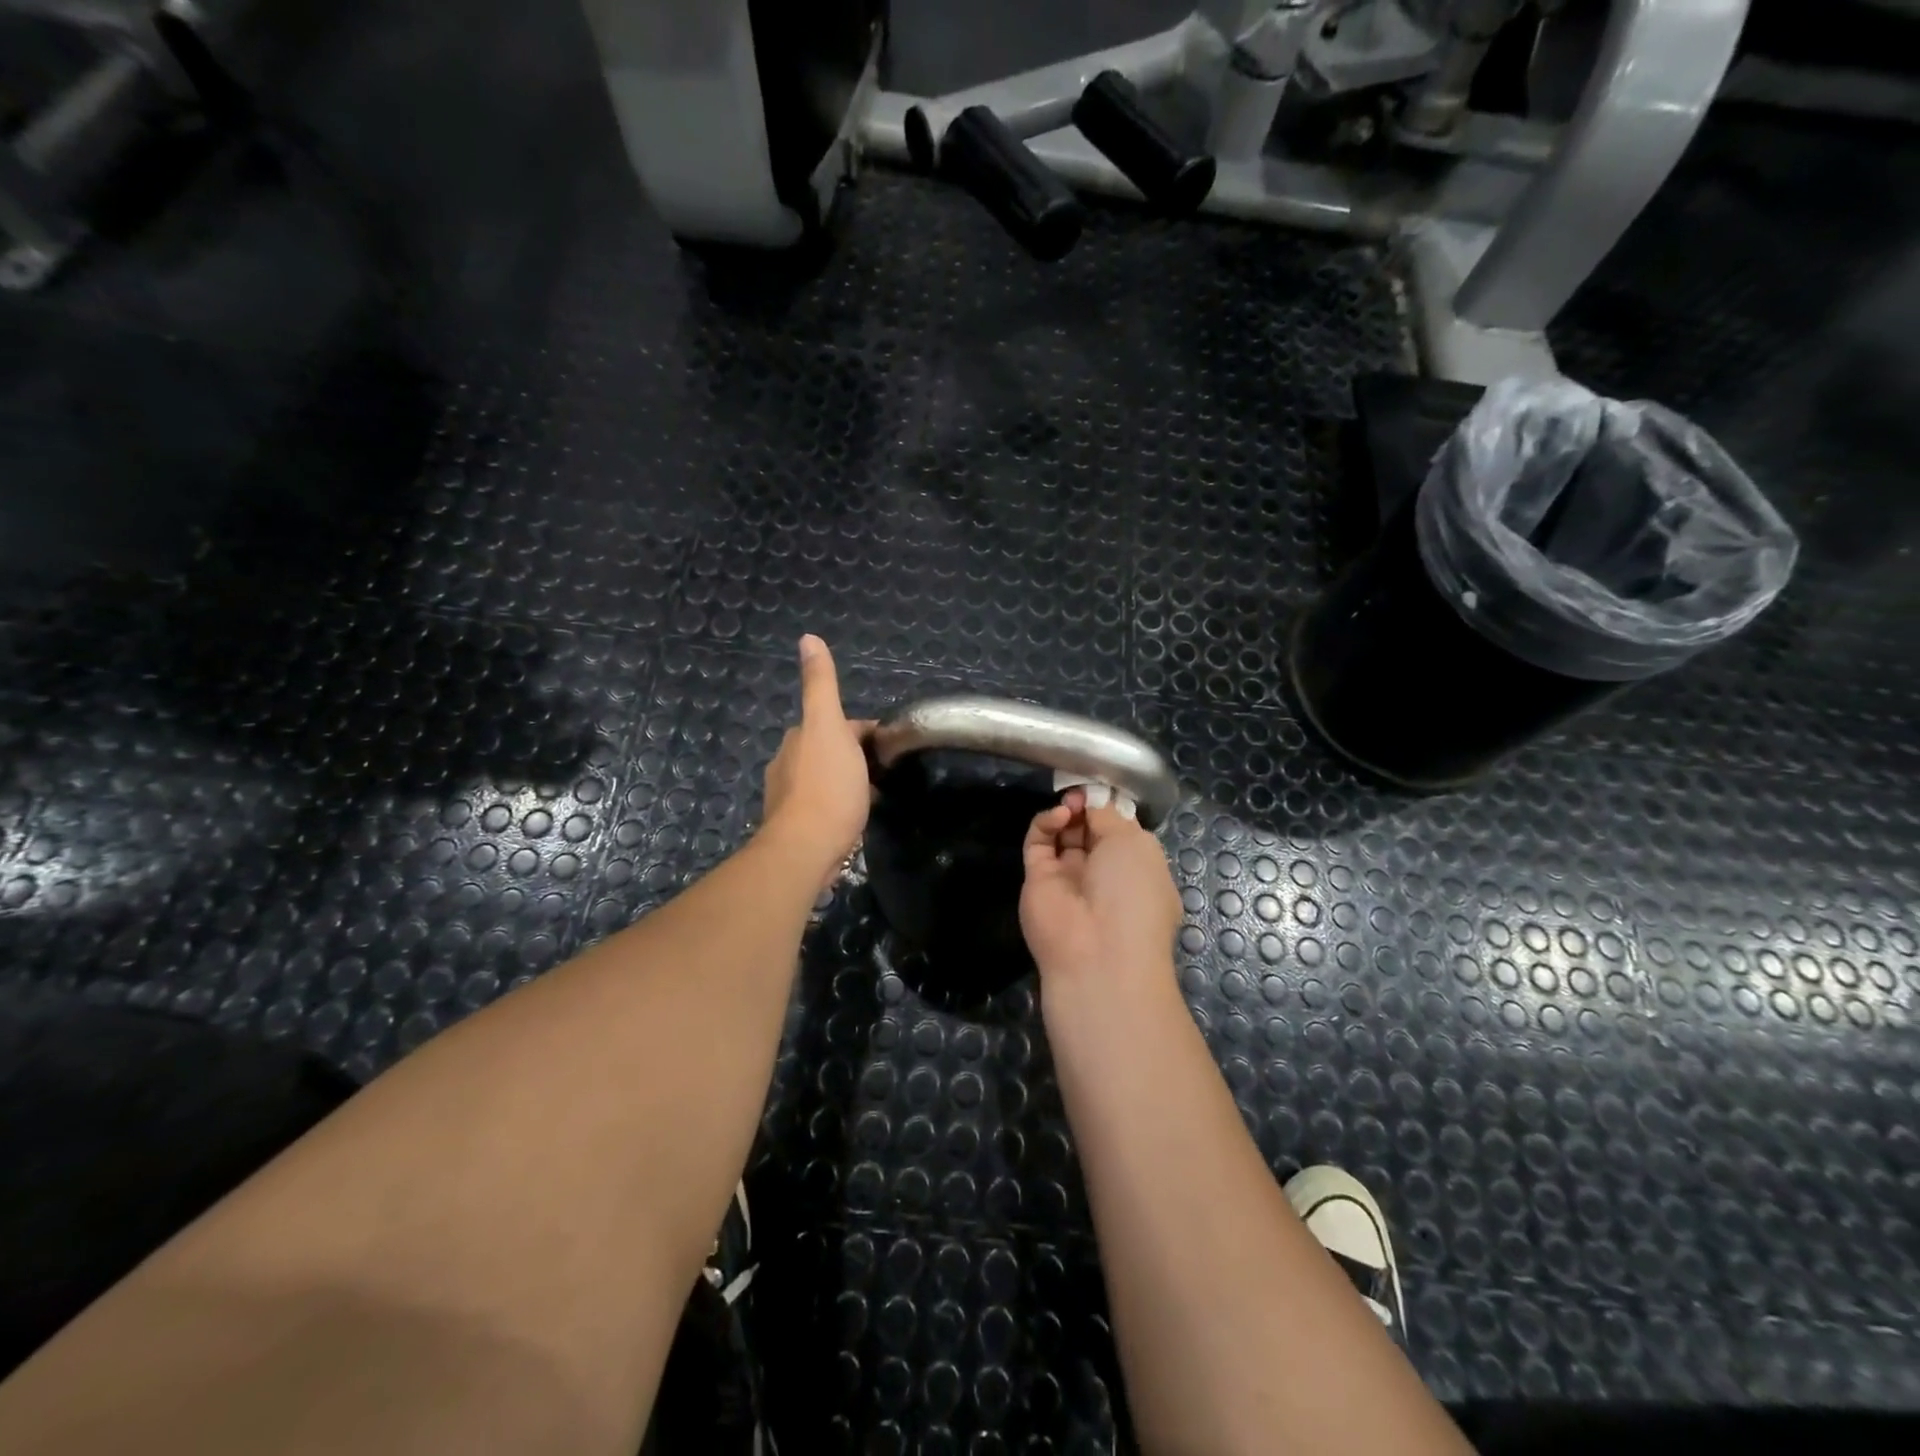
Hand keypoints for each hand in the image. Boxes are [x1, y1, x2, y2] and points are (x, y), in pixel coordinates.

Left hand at [760, 635, 874, 884]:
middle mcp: (787, 763)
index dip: (865, 732)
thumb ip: (820, 684)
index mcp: (799, 737)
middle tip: (887, 772)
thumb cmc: (827, 786)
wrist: (806, 848)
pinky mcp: (797, 827)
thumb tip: (807, 637)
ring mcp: (789, 797)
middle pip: (830, 750)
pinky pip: (823, 806)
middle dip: (856, 756)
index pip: (838, 725)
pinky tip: (854, 819)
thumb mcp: (828, 726)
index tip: (890, 748)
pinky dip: (839, 806)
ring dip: (847, 782)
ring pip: (826, 779)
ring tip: (874, 796)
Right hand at [1020, 788, 1182, 1004]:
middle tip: (1082, 792)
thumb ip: (1109, 816)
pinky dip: (1046, 824)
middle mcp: (1102, 873)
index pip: (1119, 830)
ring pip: (1063, 834)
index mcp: (1136, 868)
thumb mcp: (1134, 844)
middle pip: (1089, 829)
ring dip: (1068, 812)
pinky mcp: (1037, 879)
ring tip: (1071, 804)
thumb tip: (1094, 800)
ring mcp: (1067, 877)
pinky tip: (1058, 817)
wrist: (1098, 952)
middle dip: (1087, 807)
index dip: (1109, 807)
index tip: (1100, 787)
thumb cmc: (1133, 894)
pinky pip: (1038, 843)